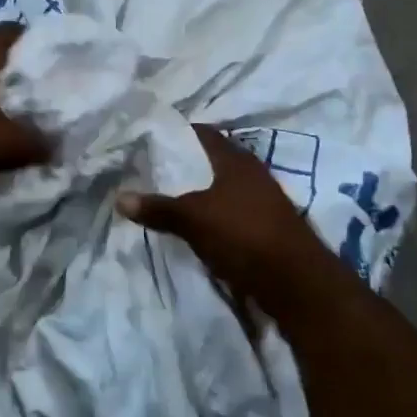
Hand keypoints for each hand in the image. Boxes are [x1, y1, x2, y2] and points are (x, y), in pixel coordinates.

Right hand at [116, 125, 345, 315]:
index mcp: (235, 159)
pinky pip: (230, 211)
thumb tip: (119, 197)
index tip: (149, 139)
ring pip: (221, 187)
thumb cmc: (244, 236)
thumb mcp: (194, 220)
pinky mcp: (266, 226)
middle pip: (211, 160)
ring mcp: (262, 200)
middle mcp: (251, 173)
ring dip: (198, 192)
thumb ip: (158, 208)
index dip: (176, 133)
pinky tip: (194, 226)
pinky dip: (211, 214)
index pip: (202, 133)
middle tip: (150, 170)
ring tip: (166, 198)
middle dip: (184, 165)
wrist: (297, 283)